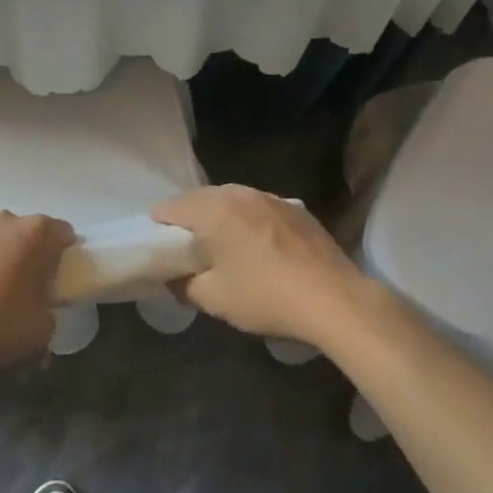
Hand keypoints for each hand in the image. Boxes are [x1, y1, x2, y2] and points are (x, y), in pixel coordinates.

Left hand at [0, 213, 74, 379]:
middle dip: (24, 252)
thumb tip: (41, 306)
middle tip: (18, 286)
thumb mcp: (42, 329)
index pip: (62, 233)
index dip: (63, 252)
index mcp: (37, 234)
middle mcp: (5, 219)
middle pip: (23, 231)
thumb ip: (49, 308)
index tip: (56, 276)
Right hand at [152, 186, 362, 345]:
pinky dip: (249, 221)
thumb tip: (174, 279)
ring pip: (232, 200)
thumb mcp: (215, 299)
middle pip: (201, 198)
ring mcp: (271, 197)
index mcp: (213, 209)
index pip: (170, 207)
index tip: (160, 248)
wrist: (334, 298)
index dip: (159, 226)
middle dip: (189, 219)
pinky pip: (259, 208)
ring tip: (222, 246)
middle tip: (187, 249)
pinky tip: (259, 248)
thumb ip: (184, 285)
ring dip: (221, 217)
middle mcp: (239, 193)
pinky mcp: (296, 209)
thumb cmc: (265, 296)